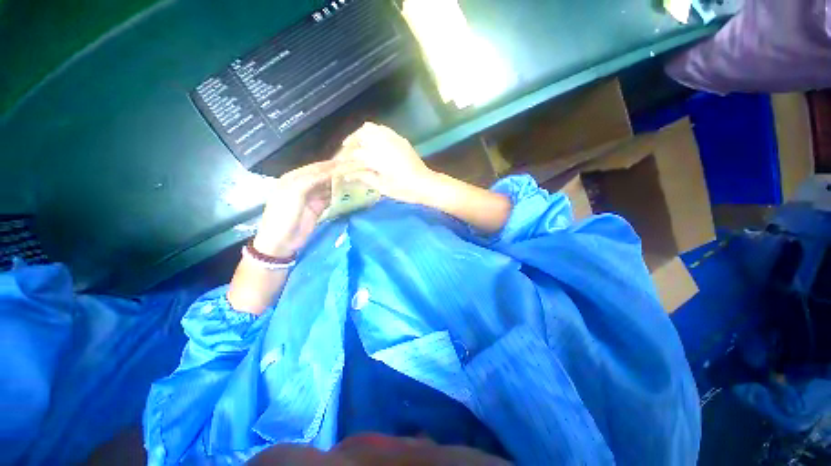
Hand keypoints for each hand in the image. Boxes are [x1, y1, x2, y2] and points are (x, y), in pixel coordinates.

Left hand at [253, 160, 350, 257]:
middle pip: (325, 175)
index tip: (352, 163)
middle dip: (341, 172)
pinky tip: (351, 192)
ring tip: (358, 179)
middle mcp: (304, 184)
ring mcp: (312, 196)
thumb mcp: (294, 194)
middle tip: (359, 169)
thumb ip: (311, 180)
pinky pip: (331, 197)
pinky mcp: (318, 207)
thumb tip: (332, 172)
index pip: (318, 167)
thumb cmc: (284, 215)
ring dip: (342, 182)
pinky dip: (341, 194)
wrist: (280, 242)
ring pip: (330, 186)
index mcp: (295, 177)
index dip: (334, 165)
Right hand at [338, 122, 435, 204]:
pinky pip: (383, 130)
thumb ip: (365, 177)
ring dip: (361, 134)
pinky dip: (374, 133)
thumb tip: (349, 175)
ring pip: (372, 128)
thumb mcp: (383, 187)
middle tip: (347, 151)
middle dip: (351, 141)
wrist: (426, 184)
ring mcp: (394, 139)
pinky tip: (373, 144)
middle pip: (361, 134)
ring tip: (359, 145)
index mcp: (378, 158)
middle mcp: (384, 144)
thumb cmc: (404, 189)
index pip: (355, 153)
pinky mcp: (400, 139)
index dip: (345, 158)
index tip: (339, 163)